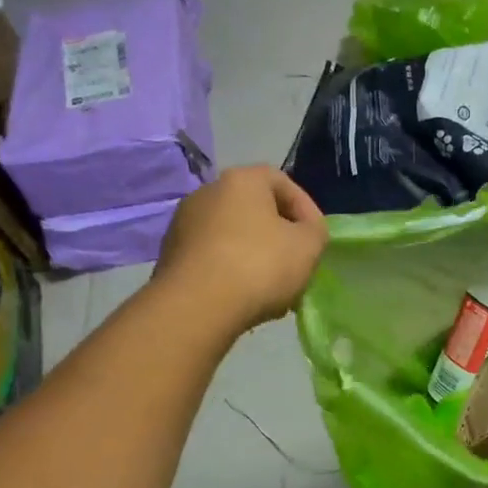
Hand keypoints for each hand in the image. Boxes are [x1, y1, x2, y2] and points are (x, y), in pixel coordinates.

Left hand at [154, 166, 327, 331]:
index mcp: (241, 181)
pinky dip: (233, 270)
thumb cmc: (260, 265)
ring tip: (274, 286)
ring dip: (257, 255)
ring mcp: (184, 224)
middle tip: (297, 262)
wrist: (197, 306)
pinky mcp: (172, 255)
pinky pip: (214, 256)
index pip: (281, 181)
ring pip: (234, 235)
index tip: (316, 236)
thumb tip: (304, 231)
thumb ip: (315, 230)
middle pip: (255, 209)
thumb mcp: (309, 245)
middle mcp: (207, 193)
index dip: (305, 207)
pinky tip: (246, 296)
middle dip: (280, 234)